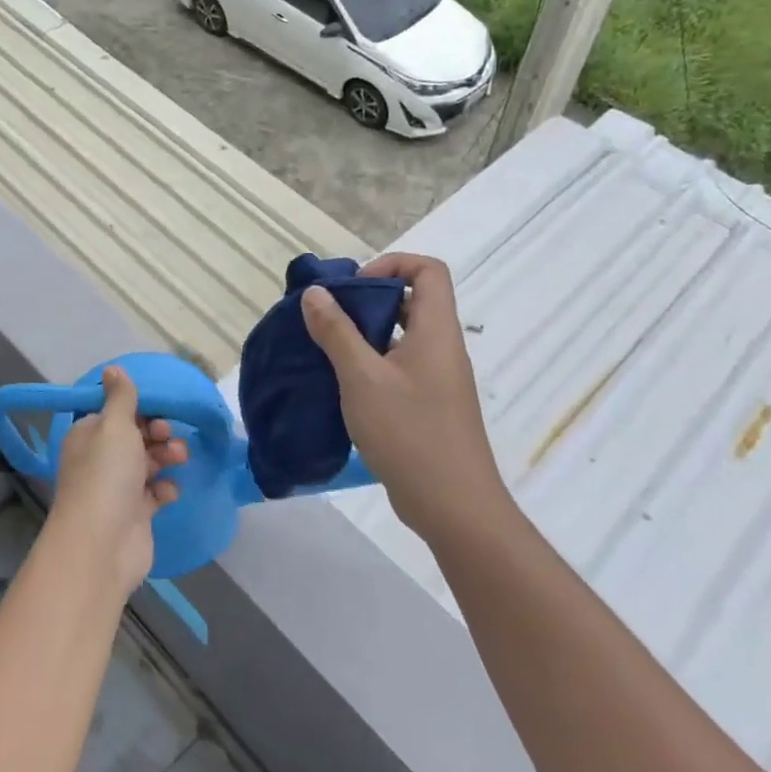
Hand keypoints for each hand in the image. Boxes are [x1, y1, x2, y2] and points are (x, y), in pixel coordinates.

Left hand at [46, 367, 186, 599]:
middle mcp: (99, 460)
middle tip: (168, 436)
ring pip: (147, 463)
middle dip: (157, 433)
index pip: (114, 414)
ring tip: (179, 459)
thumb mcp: (114, 426)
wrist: (103, 544)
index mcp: (88, 435)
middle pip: (134, 437)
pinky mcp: (134, 514)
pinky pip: (154, 493)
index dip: (138, 410)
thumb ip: (121, 397)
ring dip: (165, 457)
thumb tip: (113, 369)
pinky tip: (169, 491)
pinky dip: (164, 489)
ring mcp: (116, 489)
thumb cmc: (107, 475)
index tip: (157, 410)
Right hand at [301, 252, 508, 542]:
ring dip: (365, 336)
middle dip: (368, 301)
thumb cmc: (410, 434)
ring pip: (402, 337)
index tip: (354, 288)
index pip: (428, 270)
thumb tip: (316, 292)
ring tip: (327, 351)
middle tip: (329, 319)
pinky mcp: (429, 406)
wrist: (453, 507)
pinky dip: (372, 365)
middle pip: (412, 301)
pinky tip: (341, 386)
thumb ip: (337, 332)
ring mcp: (438, 379)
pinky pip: (400, 368)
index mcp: (436, 331)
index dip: (392, 264)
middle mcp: (442, 348)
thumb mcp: (363, 379)